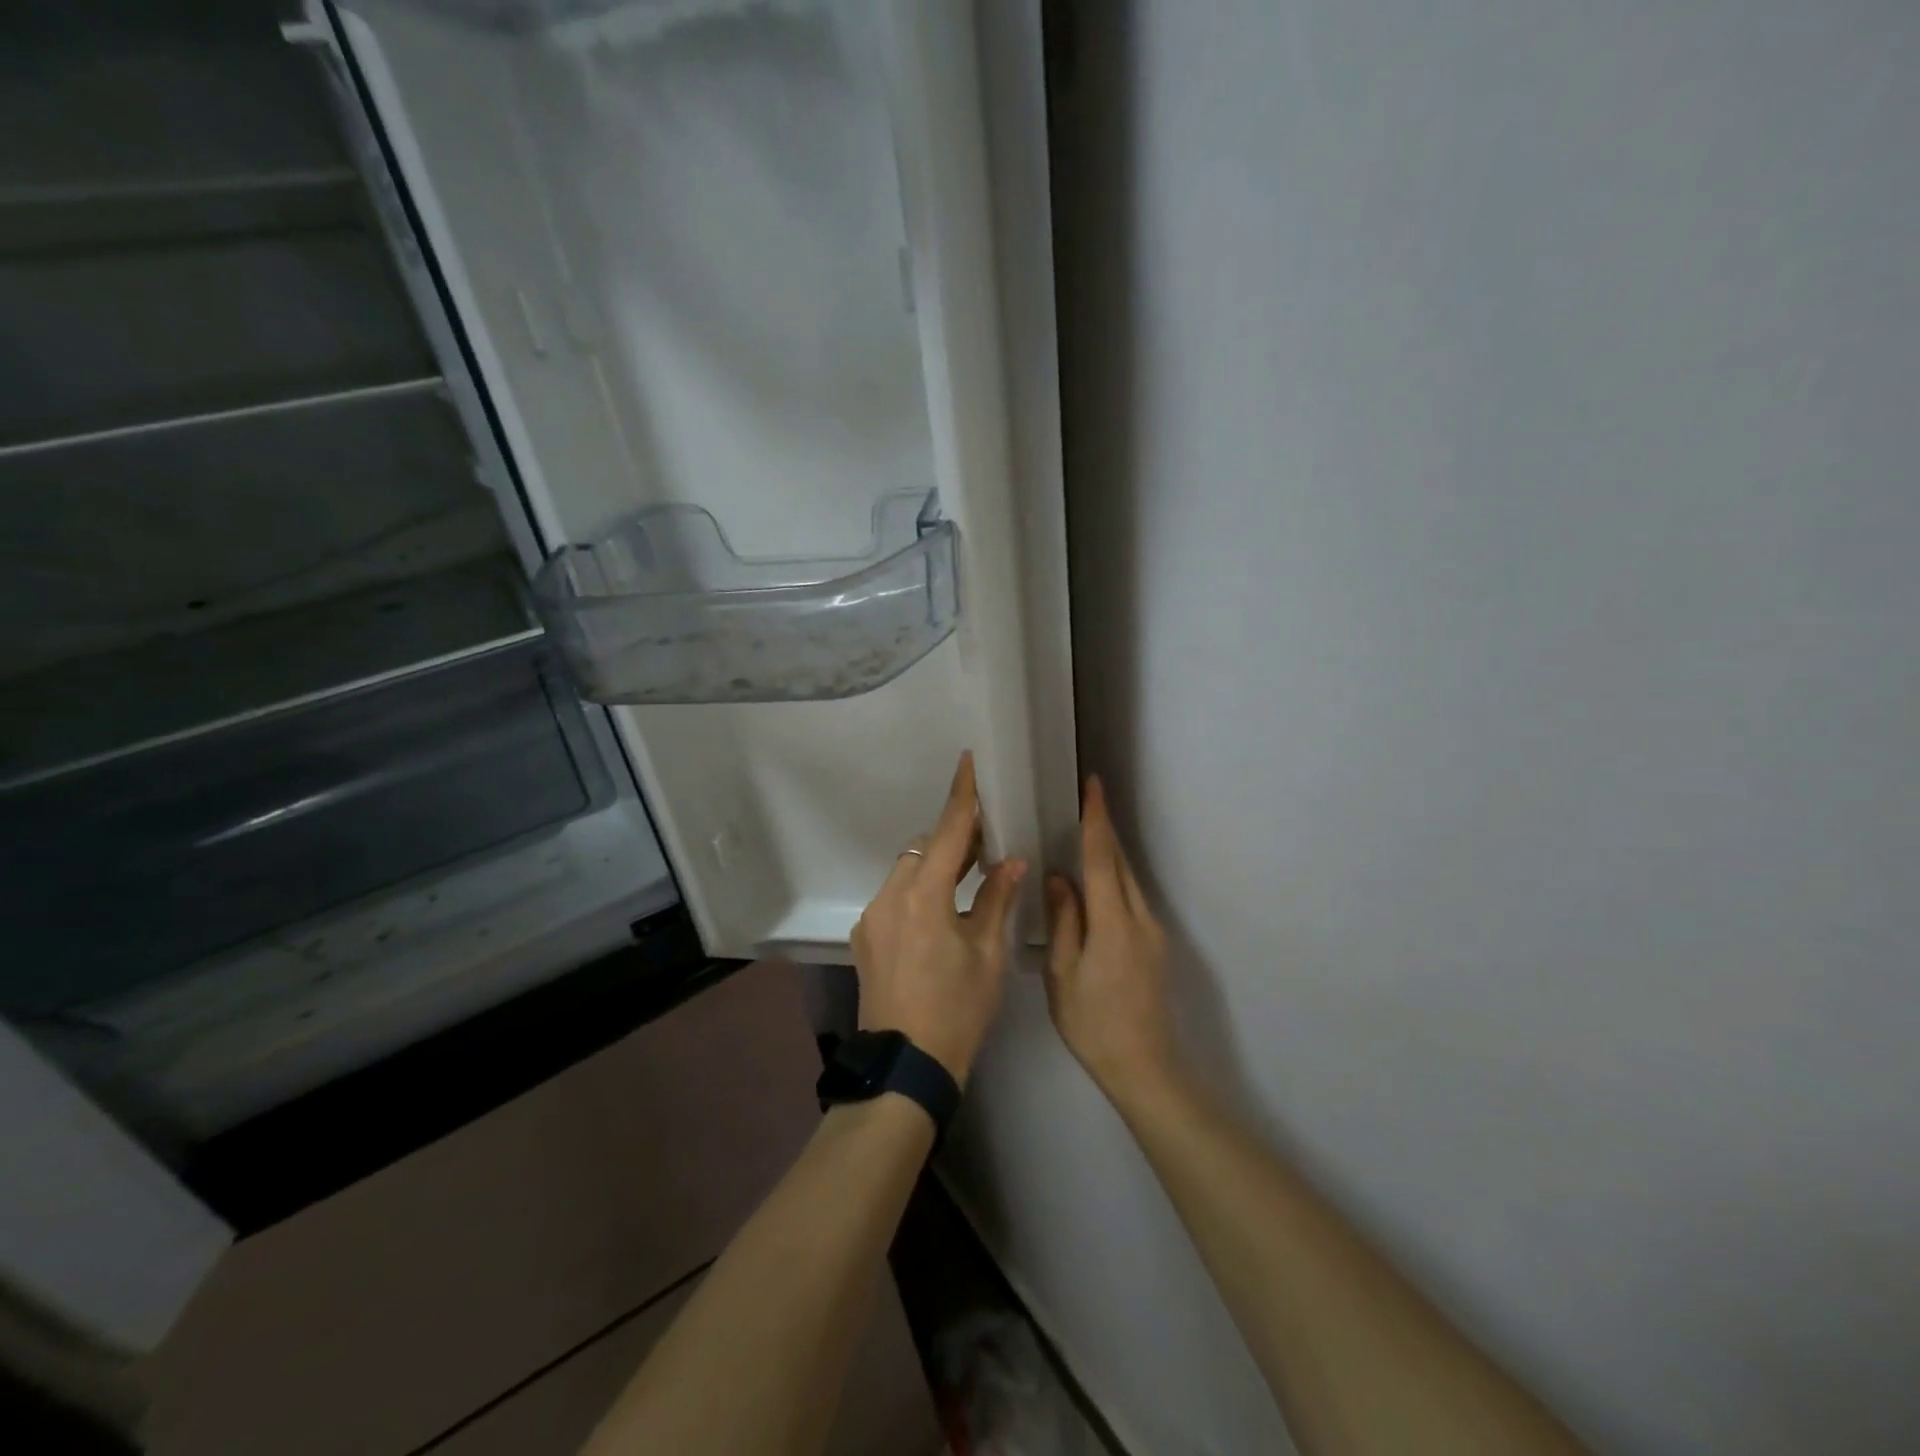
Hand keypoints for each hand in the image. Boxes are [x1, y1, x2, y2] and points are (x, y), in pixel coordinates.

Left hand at [852, 752, 1025, 1084]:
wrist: (905, 1067)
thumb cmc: (957, 1010)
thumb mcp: (987, 955)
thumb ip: (997, 900)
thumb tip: (1011, 861)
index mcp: (923, 896)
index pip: (948, 832)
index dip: (962, 795)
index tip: (968, 761)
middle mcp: (889, 897)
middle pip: (923, 849)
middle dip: (953, 838)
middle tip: (987, 840)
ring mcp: (872, 918)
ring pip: (906, 871)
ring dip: (935, 866)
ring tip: (969, 875)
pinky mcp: (866, 939)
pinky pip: (895, 897)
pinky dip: (919, 890)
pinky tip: (941, 912)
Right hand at [1043, 776, 1176, 1098]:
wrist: (1145, 1067)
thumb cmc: (1093, 1025)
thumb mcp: (1063, 975)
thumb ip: (1063, 921)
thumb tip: (1059, 877)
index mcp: (1114, 923)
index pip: (1102, 859)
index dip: (1096, 820)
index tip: (1093, 786)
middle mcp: (1140, 918)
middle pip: (1119, 862)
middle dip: (1103, 828)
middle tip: (1084, 800)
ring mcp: (1153, 931)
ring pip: (1128, 879)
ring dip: (1109, 852)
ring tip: (1085, 830)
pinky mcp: (1155, 944)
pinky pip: (1132, 896)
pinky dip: (1114, 877)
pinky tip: (1096, 879)